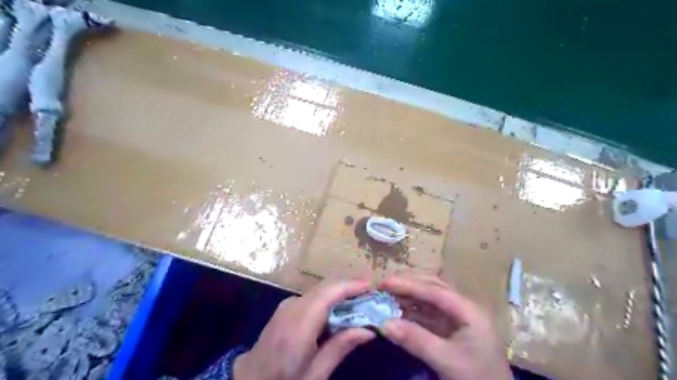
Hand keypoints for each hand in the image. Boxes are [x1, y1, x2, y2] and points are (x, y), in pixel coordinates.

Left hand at [236, 279, 378, 378]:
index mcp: (299, 326)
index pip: (328, 294)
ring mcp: (288, 303)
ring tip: (361, 301)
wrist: (250, 379)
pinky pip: (314, 295)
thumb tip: (368, 330)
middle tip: (372, 294)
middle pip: (326, 286)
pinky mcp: (288, 304)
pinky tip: (341, 308)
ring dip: (341, 291)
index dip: (350, 285)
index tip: (372, 286)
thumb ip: (340, 348)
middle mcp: (292, 307)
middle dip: (350, 286)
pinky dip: (330, 297)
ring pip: (321, 288)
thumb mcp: (315, 375)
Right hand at [379, 273, 513, 379]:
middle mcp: (463, 307)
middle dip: (408, 284)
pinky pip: (428, 313)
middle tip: (384, 284)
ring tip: (387, 294)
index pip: (435, 290)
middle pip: (433, 287)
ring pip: (430, 298)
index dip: (409, 284)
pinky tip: (398, 310)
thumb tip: (383, 323)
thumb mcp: (447, 361)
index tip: (385, 282)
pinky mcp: (451, 328)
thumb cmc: (477, 378)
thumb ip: (416, 340)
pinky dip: (412, 310)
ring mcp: (457, 317)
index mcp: (469, 310)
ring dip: (409, 296)